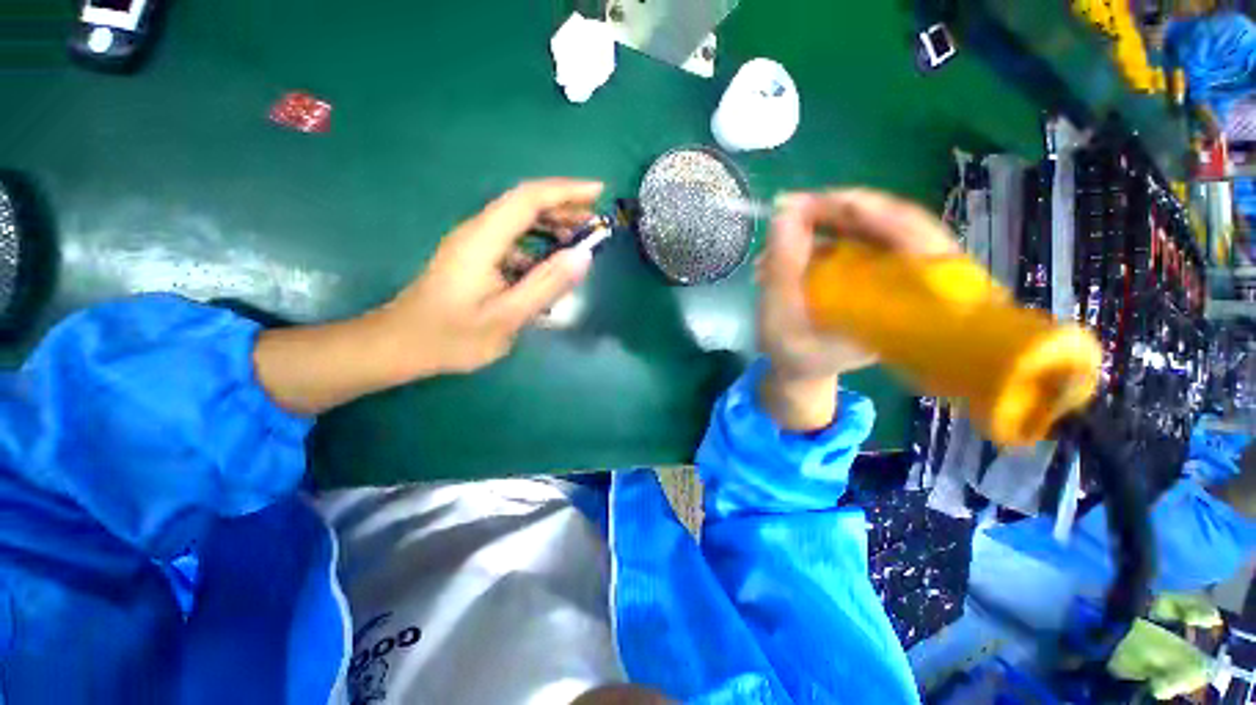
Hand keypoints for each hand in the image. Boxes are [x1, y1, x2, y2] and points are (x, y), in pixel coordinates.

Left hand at [253, 179, 602, 415]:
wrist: (401, 345)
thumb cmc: (452, 336)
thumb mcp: (507, 316)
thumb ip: (547, 284)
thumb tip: (583, 256)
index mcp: (483, 240)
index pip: (529, 199)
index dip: (566, 190)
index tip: (598, 192)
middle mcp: (477, 232)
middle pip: (525, 205)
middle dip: (563, 207)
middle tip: (595, 224)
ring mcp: (474, 244)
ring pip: (519, 223)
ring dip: (552, 227)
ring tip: (579, 243)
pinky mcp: (474, 258)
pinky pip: (513, 242)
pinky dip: (538, 247)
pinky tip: (550, 269)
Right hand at [757, 189, 958, 429]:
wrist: (801, 368)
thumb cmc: (793, 353)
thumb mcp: (780, 317)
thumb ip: (782, 267)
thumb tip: (785, 213)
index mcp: (904, 310)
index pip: (914, 241)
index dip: (872, 212)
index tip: (821, 201)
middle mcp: (910, 287)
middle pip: (893, 226)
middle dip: (838, 212)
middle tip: (793, 206)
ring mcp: (891, 276)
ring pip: (872, 228)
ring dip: (825, 222)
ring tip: (784, 226)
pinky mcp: (873, 271)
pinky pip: (857, 239)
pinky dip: (822, 234)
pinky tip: (792, 241)